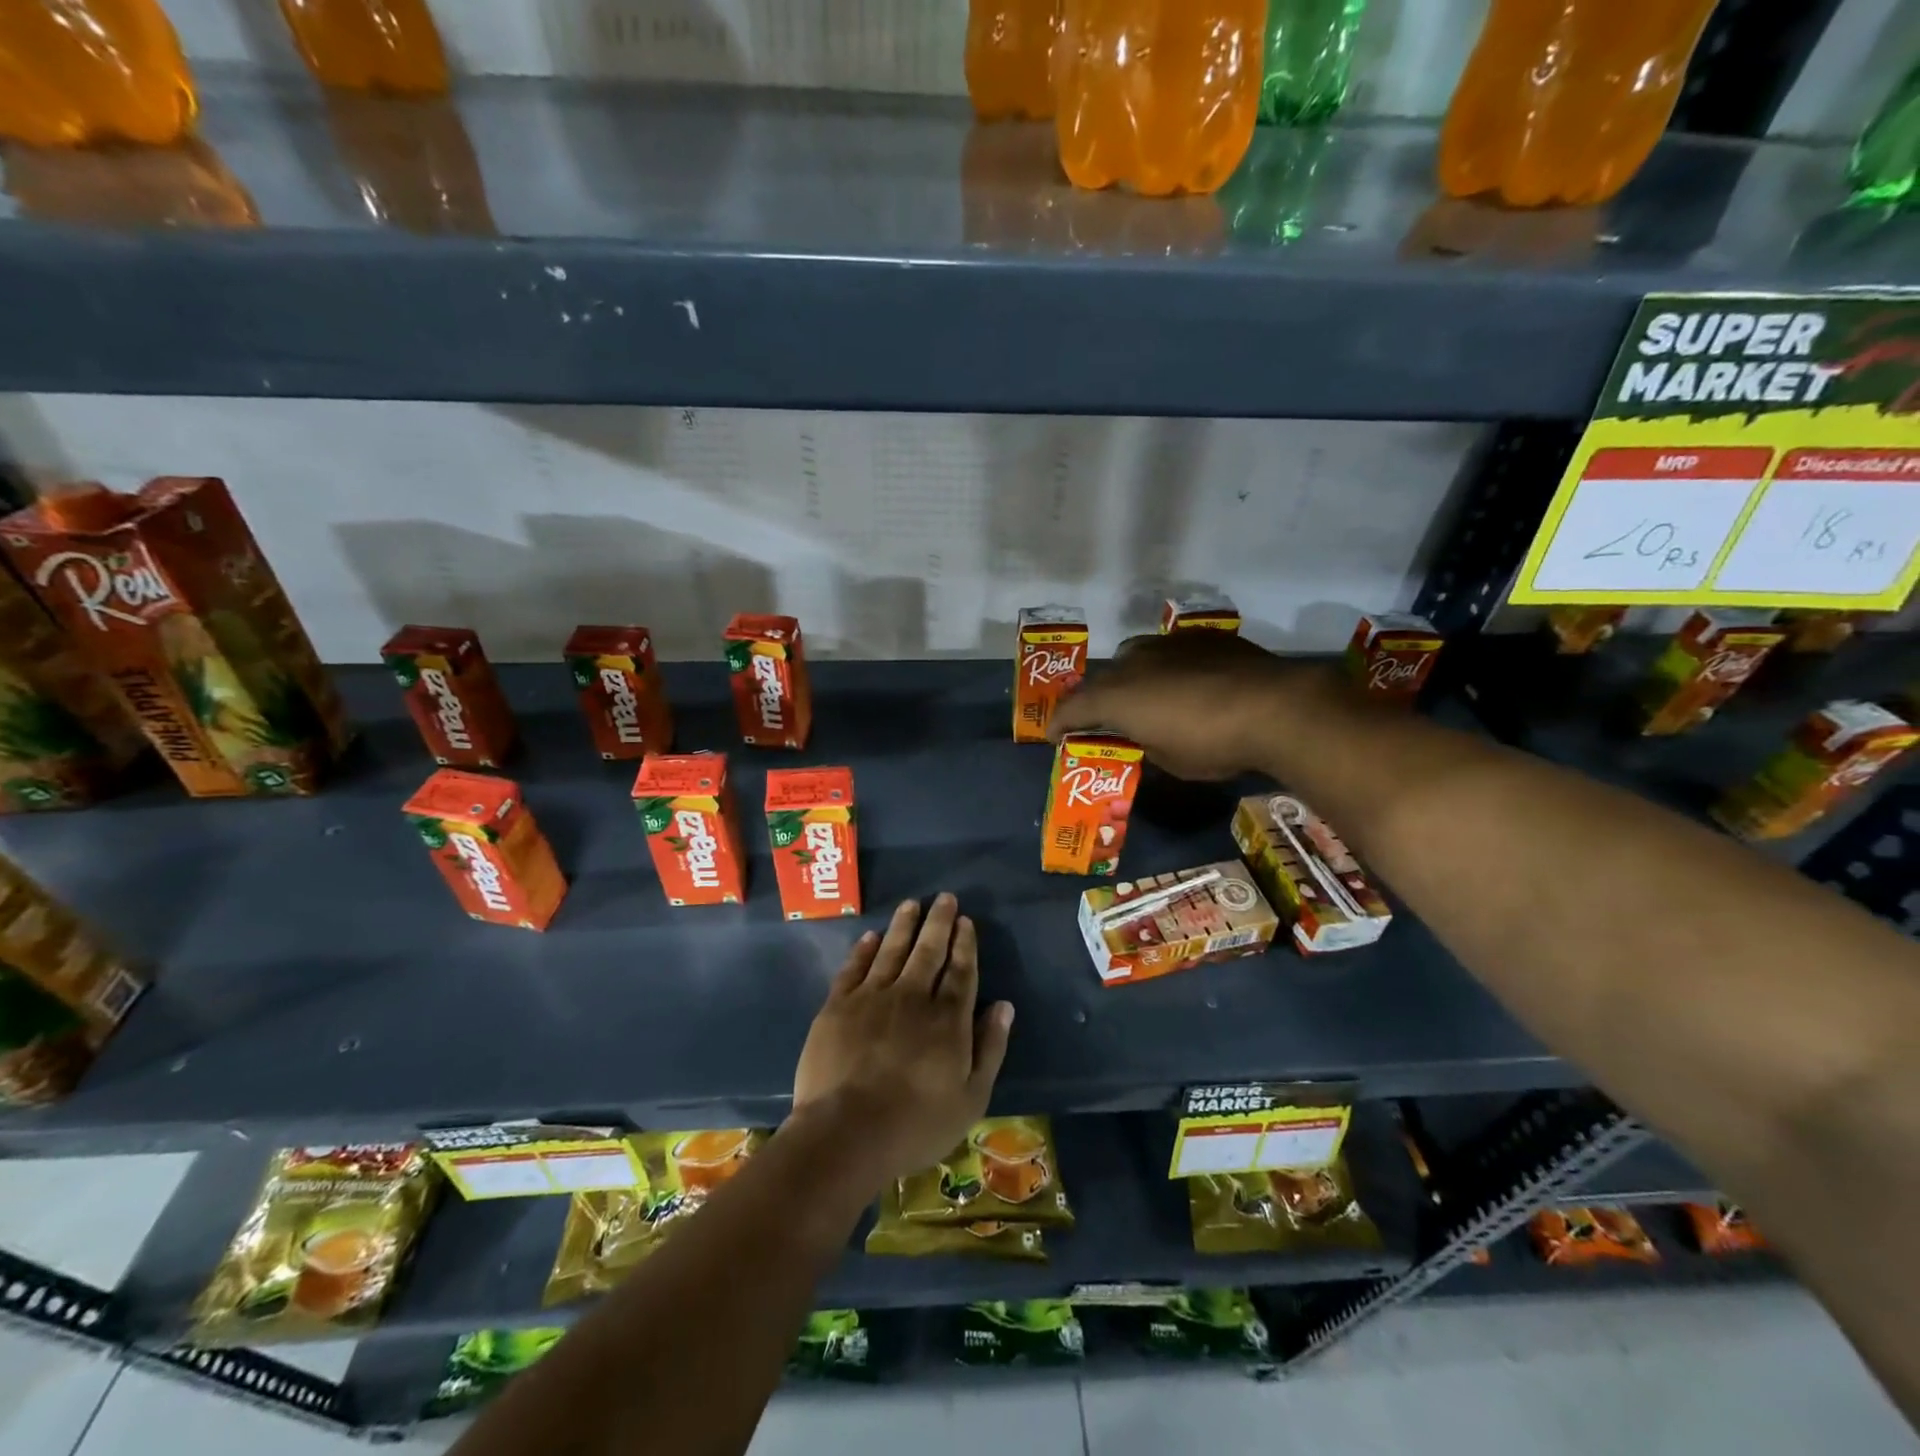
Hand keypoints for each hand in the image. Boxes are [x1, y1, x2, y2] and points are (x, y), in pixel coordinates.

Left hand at [791, 894, 1013, 1189]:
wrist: (845, 1133)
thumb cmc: (915, 1125)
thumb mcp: (970, 1098)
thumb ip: (989, 1048)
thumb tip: (1004, 1006)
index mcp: (947, 1019)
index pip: (960, 971)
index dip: (964, 944)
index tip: (966, 921)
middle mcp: (912, 997)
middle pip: (928, 951)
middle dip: (939, 922)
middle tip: (945, 898)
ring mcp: (872, 997)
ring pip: (892, 950)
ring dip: (904, 925)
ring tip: (912, 904)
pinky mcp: (838, 1006)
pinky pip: (854, 968)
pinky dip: (864, 949)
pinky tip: (871, 936)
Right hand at [1049, 631, 1325, 779]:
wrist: (1274, 706)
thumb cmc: (1212, 743)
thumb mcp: (1169, 759)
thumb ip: (1144, 743)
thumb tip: (1144, 735)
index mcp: (1116, 696)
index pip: (1072, 708)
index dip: (1059, 724)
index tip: (1055, 736)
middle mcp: (1133, 662)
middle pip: (1102, 679)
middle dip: (1097, 699)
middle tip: (1104, 719)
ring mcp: (1167, 644)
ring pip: (1134, 657)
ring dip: (1131, 678)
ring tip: (1146, 697)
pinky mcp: (1201, 637)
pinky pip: (1170, 651)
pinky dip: (1167, 668)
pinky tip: (1186, 682)